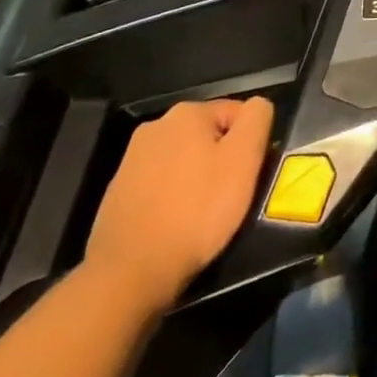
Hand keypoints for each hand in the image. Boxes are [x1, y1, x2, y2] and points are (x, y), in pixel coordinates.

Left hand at [83, 98, 273, 311]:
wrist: (130, 271)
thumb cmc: (197, 211)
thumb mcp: (244, 160)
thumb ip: (257, 120)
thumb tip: (258, 105)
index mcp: (188, 112)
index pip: (238, 113)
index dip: (251, 143)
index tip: (249, 175)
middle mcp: (156, 125)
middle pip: (209, 135)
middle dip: (222, 158)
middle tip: (230, 194)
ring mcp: (132, 158)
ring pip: (184, 159)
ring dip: (198, 176)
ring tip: (203, 212)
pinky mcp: (118, 190)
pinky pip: (160, 182)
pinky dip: (173, 195)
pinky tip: (176, 221)